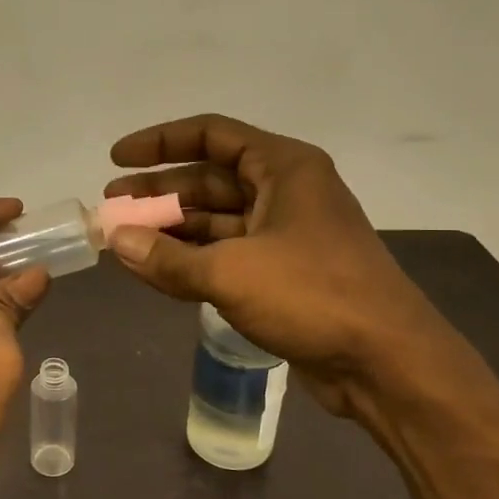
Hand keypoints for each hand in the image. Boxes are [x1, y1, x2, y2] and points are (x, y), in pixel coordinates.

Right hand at [102, 114, 459, 417]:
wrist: (387, 363)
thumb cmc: (313, 295)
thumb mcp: (231, 273)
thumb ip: (167, 257)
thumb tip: (116, 241)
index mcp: (283, 167)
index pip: (211, 135)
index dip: (160, 142)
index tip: (117, 159)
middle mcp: (285, 191)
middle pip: (209, 178)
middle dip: (158, 193)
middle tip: (111, 208)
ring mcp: (286, 233)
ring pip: (216, 219)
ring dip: (171, 229)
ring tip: (124, 241)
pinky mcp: (284, 272)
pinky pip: (227, 253)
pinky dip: (192, 258)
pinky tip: (155, 268)